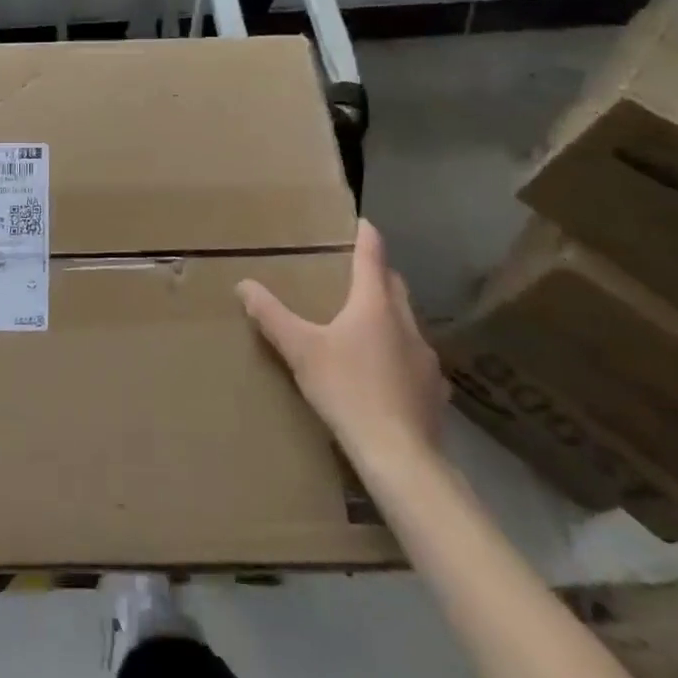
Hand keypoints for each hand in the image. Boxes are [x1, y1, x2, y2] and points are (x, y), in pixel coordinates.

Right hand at [238, 219, 446, 468]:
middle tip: (355, 272)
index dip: (367, 237)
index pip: (373, 257)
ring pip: (407, 322)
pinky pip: (415, 358)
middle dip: (378, 274)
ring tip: (366, 323)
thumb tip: (243, 284)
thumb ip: (271, 316)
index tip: (362, 222)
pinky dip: (399, 352)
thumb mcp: (300, 350)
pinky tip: (385, 372)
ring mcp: (426, 358)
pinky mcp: (434, 390)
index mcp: (375, 305)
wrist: (400, 456)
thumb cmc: (347, 390)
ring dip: (390, 314)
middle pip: (395, 286)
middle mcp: (407, 323)